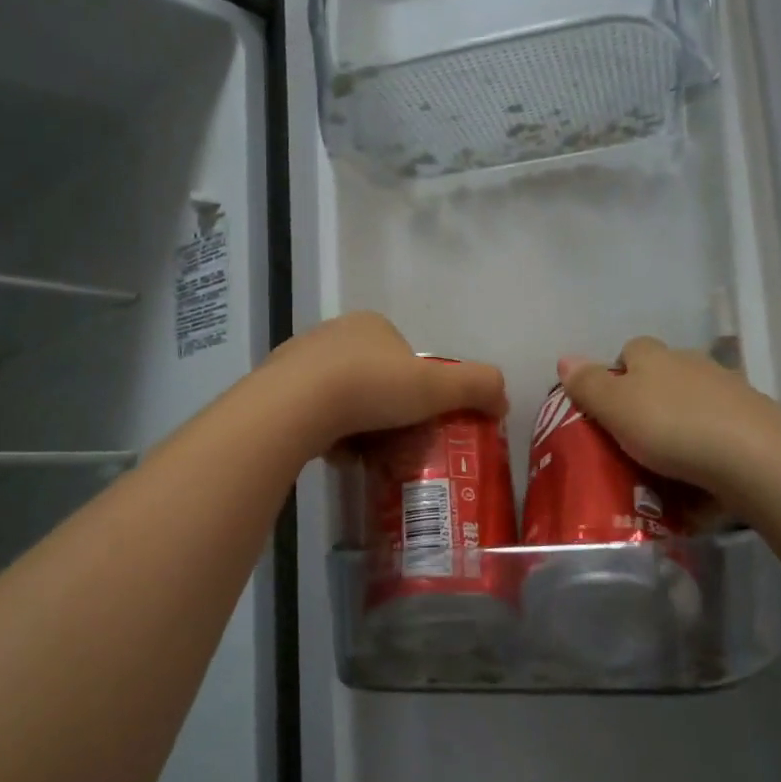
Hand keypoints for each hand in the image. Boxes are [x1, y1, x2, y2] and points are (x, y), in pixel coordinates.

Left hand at [264, 312, 507, 455]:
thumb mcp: (436, 387)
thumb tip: (505, 399)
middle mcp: (334, 334)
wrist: (294, 406)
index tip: (419, 421)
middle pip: (374, 380)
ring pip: (342, 399)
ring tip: (365, 456)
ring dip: (358, 427)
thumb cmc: (371, 388)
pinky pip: (313, 414)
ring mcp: (299, 360)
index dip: (418, 392)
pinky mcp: (275, 389)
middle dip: (387, 413)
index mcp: (371, 326)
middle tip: (395, 444)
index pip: (406, 359)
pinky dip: (329, 435)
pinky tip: (335, 455)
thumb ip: (478, 387)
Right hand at [557, 337, 780, 495]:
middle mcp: (693, 363)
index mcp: (655, 356)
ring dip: (681, 424)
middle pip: (664, 375)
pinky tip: (702, 478)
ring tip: (669, 465)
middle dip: (649, 401)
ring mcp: (729, 390)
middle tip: (634, 440)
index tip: (609, 408)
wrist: (754, 456)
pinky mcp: (754, 421)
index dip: (616, 374)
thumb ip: (588, 384)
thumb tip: (565, 358)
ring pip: (694, 403)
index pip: (630, 350)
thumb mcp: (615, 407)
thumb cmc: (670, 427)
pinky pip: (721, 431)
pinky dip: (709, 448)